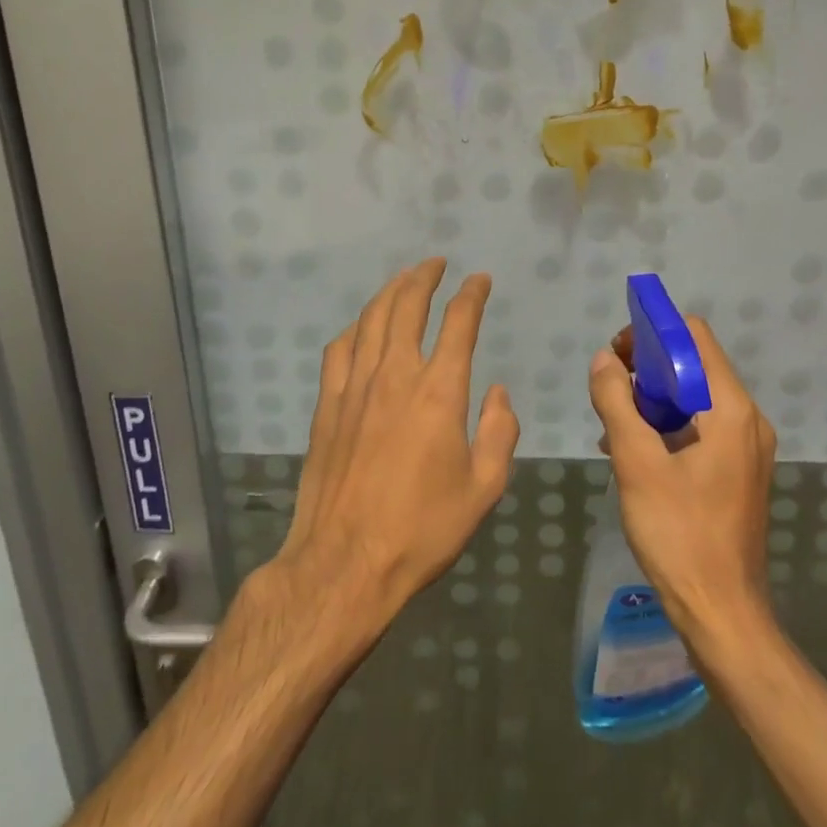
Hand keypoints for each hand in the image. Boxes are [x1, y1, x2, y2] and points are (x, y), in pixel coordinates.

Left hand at [270, 258, 519, 639]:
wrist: (345, 563)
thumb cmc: (422, 530)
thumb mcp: (483, 488)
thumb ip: (499, 432)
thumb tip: (497, 392)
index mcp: (439, 392)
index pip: (459, 323)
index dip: (471, 295)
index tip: (479, 280)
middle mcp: (396, 375)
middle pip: (407, 306)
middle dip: (424, 277)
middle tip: (436, 263)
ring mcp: (355, 387)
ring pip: (372, 319)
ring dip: (390, 291)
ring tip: (404, 278)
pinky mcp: (328, 405)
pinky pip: (340, 349)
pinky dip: (355, 327)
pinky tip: (361, 325)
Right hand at [588, 318, 775, 651]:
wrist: (722, 615)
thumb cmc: (679, 534)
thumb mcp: (636, 463)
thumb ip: (616, 403)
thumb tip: (603, 360)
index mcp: (731, 410)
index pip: (694, 337)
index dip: (653, 332)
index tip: (617, 353)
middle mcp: (748, 419)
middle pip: (695, 365)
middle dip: (648, 368)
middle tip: (609, 388)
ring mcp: (746, 447)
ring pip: (695, 398)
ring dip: (653, 399)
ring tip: (613, 423)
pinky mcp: (738, 471)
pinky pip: (700, 428)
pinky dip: (666, 426)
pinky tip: (630, 450)